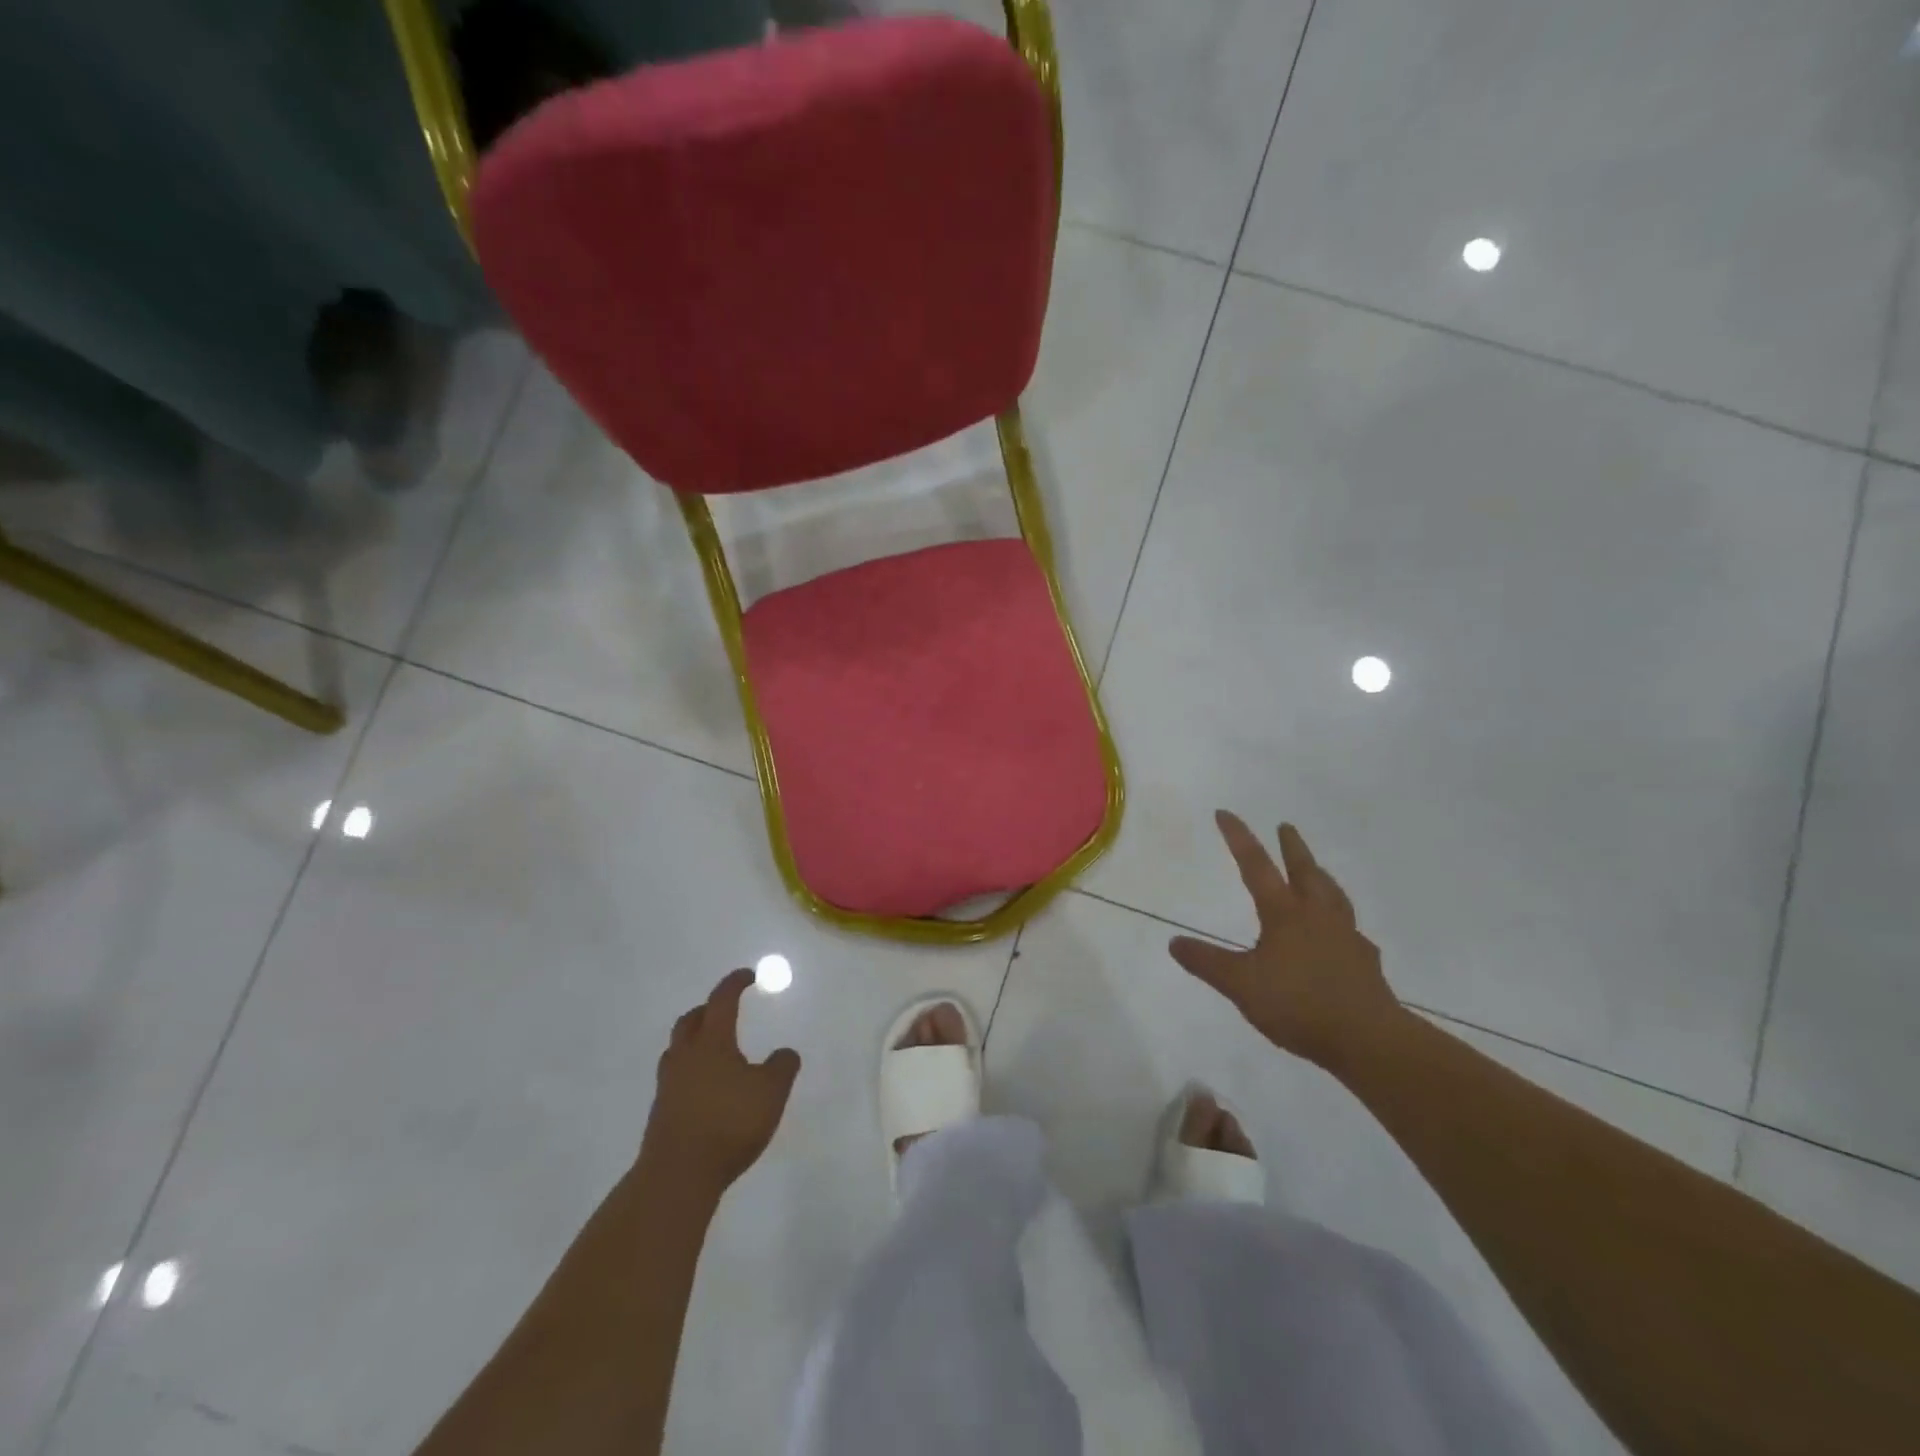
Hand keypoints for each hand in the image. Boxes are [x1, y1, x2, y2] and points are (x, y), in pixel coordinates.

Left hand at [641, 969, 801, 1196]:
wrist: (677, 1176)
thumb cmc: (728, 1124)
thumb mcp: (771, 1092)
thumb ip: (782, 1067)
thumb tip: (785, 1052)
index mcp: (712, 1042)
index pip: (722, 1001)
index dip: (735, 984)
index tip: (748, 976)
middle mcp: (686, 1056)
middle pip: (691, 1021)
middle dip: (708, 1010)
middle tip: (726, 1010)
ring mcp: (669, 1085)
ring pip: (678, 1049)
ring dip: (695, 1040)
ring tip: (715, 1049)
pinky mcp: (661, 1112)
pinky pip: (676, 1077)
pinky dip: (691, 1070)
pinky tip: (707, 1087)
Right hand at [1169, 812, 1403, 1070]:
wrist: (1367, 1039)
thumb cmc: (1298, 1005)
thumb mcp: (1240, 985)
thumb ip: (1207, 963)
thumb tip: (1174, 942)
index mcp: (1284, 914)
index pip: (1256, 866)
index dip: (1239, 838)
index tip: (1225, 813)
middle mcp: (1317, 917)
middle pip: (1305, 871)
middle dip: (1292, 847)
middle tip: (1286, 826)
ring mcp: (1346, 937)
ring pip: (1334, 895)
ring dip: (1321, 877)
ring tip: (1317, 871)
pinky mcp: (1365, 963)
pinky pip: (1351, 932)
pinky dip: (1342, 923)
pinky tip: (1341, 935)